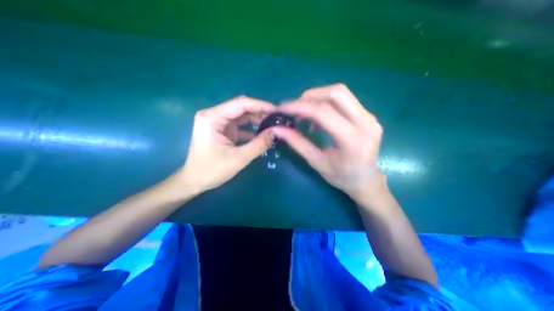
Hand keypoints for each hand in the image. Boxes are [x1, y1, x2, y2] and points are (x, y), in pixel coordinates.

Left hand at [179, 97, 275, 193]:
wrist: (194, 182)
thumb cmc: (212, 171)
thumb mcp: (239, 158)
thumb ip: (259, 144)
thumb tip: (276, 132)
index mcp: (213, 118)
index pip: (241, 104)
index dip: (261, 105)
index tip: (277, 111)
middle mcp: (214, 115)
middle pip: (242, 108)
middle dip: (261, 113)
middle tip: (278, 119)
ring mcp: (218, 123)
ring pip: (242, 116)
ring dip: (257, 121)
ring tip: (273, 126)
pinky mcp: (222, 130)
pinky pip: (240, 126)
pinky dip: (252, 130)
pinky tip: (263, 135)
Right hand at [271, 84, 383, 200]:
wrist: (366, 180)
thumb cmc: (341, 177)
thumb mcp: (316, 162)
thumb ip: (297, 143)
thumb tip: (277, 129)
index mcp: (353, 140)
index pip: (324, 112)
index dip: (300, 107)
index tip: (282, 108)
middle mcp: (366, 123)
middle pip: (336, 93)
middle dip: (310, 96)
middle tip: (294, 109)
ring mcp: (370, 116)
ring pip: (341, 93)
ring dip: (317, 98)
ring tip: (304, 113)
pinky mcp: (368, 115)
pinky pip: (344, 100)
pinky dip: (326, 103)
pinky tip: (318, 118)